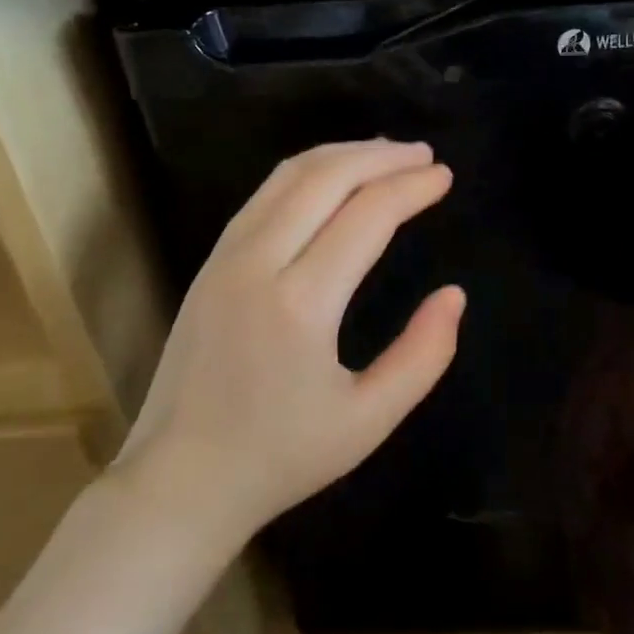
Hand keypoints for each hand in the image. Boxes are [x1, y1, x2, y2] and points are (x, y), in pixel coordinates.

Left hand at [118, 140, 462, 546]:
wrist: (179, 481)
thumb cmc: (280, 457)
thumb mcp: (368, 421)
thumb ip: (423, 356)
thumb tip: (454, 294)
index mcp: (301, 304)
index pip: (367, 215)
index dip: (411, 188)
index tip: (444, 176)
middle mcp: (259, 263)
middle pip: (326, 178)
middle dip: (381, 156)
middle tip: (424, 153)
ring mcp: (226, 256)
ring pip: (289, 176)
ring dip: (343, 155)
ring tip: (386, 153)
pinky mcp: (211, 261)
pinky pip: (265, 195)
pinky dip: (307, 172)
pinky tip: (332, 177)